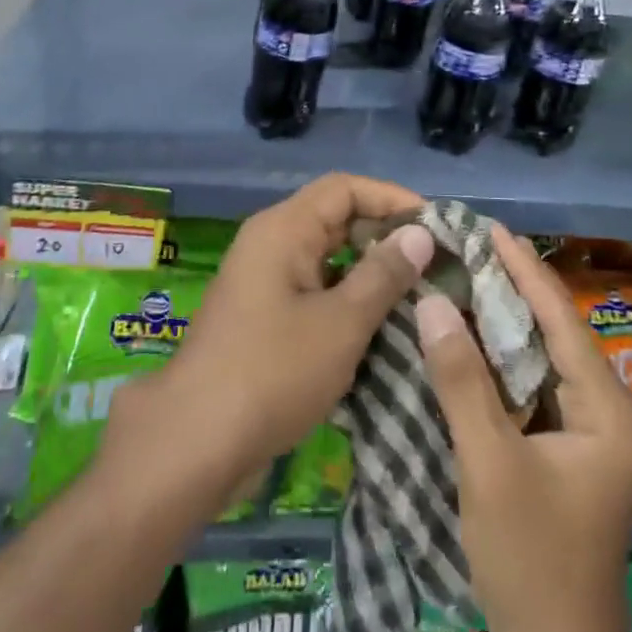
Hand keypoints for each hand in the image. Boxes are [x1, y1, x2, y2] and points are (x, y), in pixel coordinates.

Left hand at [106, 173, 431, 513]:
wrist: (195, 443)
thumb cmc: (273, 372)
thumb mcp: (341, 323)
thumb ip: (384, 274)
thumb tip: (421, 234)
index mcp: (284, 228)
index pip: (346, 188)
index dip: (392, 199)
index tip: (435, 227)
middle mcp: (271, 242)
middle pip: (336, 218)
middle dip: (385, 236)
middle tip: (434, 264)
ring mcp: (264, 280)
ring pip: (327, 257)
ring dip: (369, 270)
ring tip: (418, 294)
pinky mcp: (264, 315)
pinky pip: (314, 288)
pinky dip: (347, 298)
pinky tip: (380, 325)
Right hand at [416, 223, 631, 631]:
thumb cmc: (530, 560)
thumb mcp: (490, 464)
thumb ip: (461, 379)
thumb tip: (433, 301)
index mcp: (606, 411)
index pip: (562, 320)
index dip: (525, 270)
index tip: (490, 228)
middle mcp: (606, 412)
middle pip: (556, 332)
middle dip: (515, 286)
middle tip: (470, 244)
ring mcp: (588, 433)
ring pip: (543, 357)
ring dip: (507, 318)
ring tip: (468, 274)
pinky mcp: (566, 449)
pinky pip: (532, 384)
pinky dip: (502, 355)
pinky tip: (471, 335)